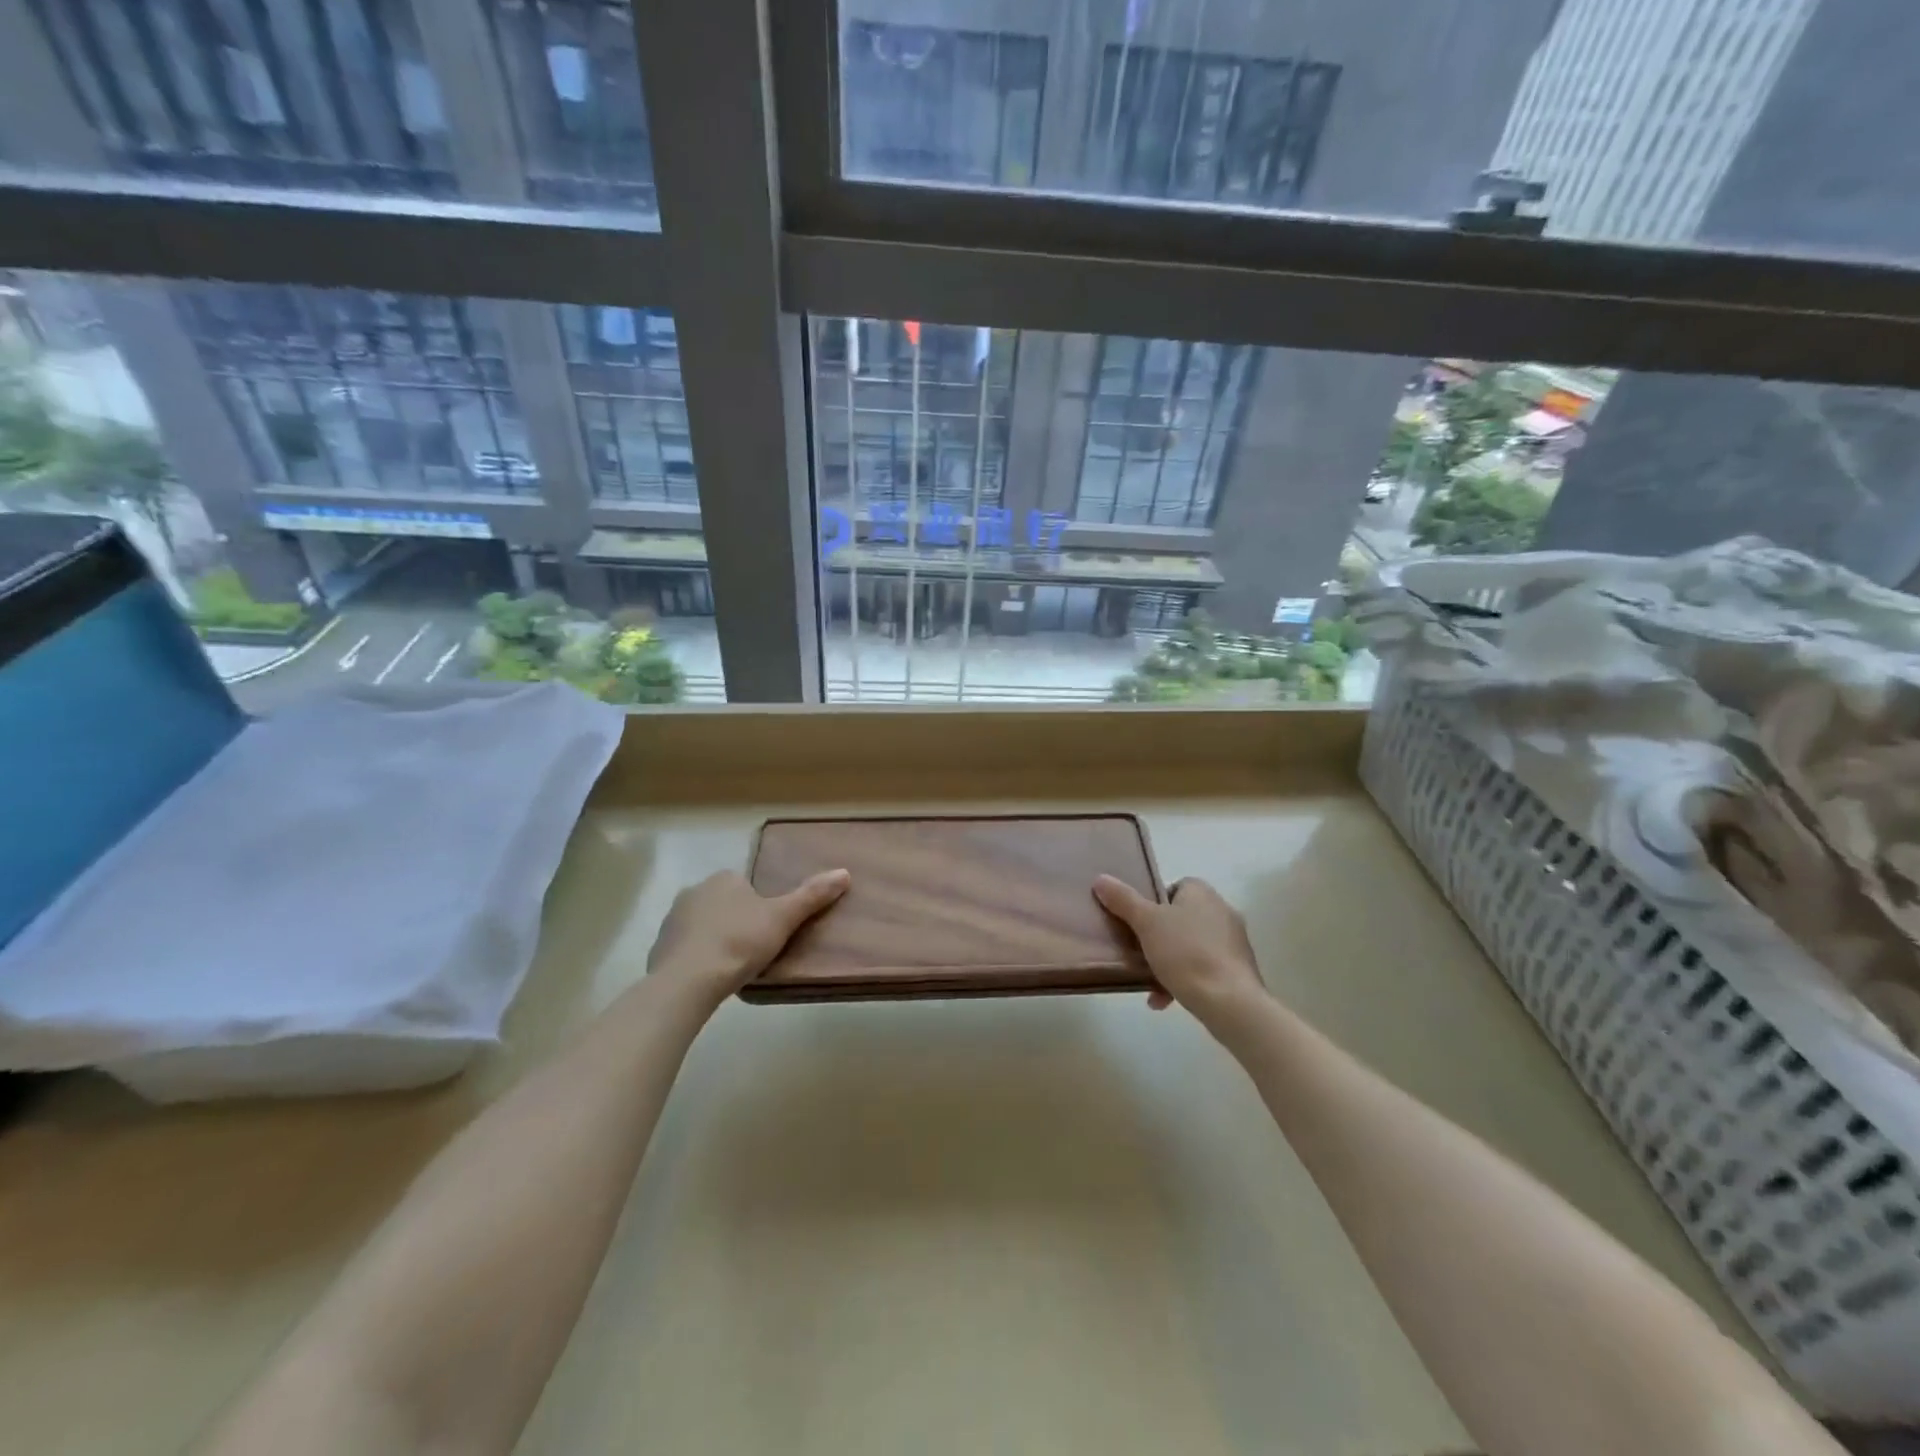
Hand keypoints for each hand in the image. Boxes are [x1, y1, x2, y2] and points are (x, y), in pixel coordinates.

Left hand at [647, 868, 849, 1006]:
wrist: (688, 981)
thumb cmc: (740, 942)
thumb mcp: (783, 918)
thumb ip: (812, 896)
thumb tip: (845, 872)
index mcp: (724, 879)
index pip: (746, 885)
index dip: (759, 906)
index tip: (769, 929)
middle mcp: (694, 891)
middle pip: (724, 903)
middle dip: (736, 921)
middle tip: (754, 949)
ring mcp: (673, 919)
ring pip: (702, 925)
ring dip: (715, 939)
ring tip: (733, 966)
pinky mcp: (659, 947)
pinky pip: (685, 948)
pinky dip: (696, 958)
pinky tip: (709, 977)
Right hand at [1093, 875, 1267, 1030]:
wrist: (1229, 1002)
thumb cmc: (1186, 953)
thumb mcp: (1146, 923)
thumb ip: (1123, 900)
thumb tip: (1101, 879)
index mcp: (1202, 893)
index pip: (1174, 887)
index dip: (1153, 903)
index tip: (1138, 922)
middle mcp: (1222, 910)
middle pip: (1181, 917)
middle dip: (1159, 936)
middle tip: (1139, 951)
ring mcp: (1234, 942)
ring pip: (1191, 945)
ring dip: (1169, 961)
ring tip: (1148, 981)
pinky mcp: (1238, 970)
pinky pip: (1204, 968)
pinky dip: (1185, 980)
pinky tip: (1164, 1000)